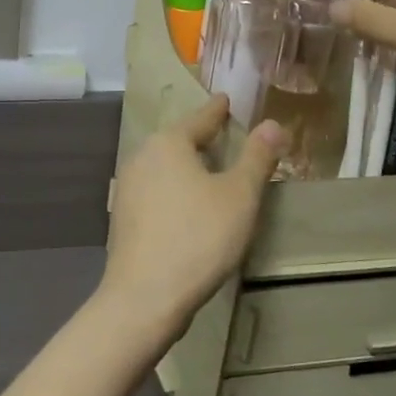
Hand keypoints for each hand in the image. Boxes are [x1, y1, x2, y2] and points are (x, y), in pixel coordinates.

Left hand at [97, 96, 284, 344]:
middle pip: (177, 141)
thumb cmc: (198, 237)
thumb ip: (257, 158)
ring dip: (186, 166)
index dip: (217, 111)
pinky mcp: (123, 218)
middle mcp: (141, 158)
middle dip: (200, 138)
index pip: (200, 119)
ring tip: (208, 170)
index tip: (225, 100)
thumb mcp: (239, 196)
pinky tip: (187, 206)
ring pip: (164, 167)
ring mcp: (127, 189)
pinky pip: (156, 192)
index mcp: (168, 143)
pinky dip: (174, 190)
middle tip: (223, 134)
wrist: (145, 296)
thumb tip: (272, 123)